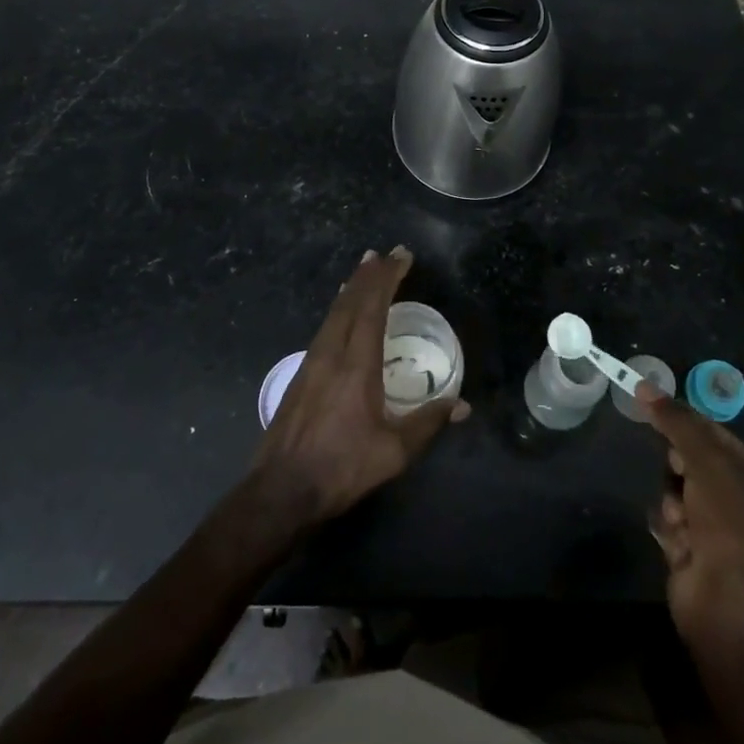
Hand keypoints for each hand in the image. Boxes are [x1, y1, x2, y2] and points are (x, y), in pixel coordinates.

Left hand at [249, 246, 469, 527]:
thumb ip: (428, 423)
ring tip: (364, 269)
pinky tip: (340, 311)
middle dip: (370, 275)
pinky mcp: (300, 374)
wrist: (281, 490)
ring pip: (334, 312)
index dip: (388, 278)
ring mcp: (312, 361)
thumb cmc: (341, 468)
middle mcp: (332, 353)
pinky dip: (338, 308)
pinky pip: (324, 327)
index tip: (401, 256)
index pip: (373, 308)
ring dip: (351, 288)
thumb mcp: (393, 451)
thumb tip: (462, 405)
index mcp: (356, 365)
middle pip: (351, 302)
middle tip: (385, 253)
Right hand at [641, 384, 743, 642]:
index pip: (713, 433)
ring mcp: (717, 529)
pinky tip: (675, 541)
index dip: (684, 420)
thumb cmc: (728, 521)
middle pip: (691, 460)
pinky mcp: (693, 551)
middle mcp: (740, 500)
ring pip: (675, 490)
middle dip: (677, 466)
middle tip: (677, 474)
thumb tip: (643, 385)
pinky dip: (668, 526)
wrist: (726, 600)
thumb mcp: (705, 459)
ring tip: (679, 520)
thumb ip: (675, 421)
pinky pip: (669, 520)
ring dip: (671, 500)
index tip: (652, 408)